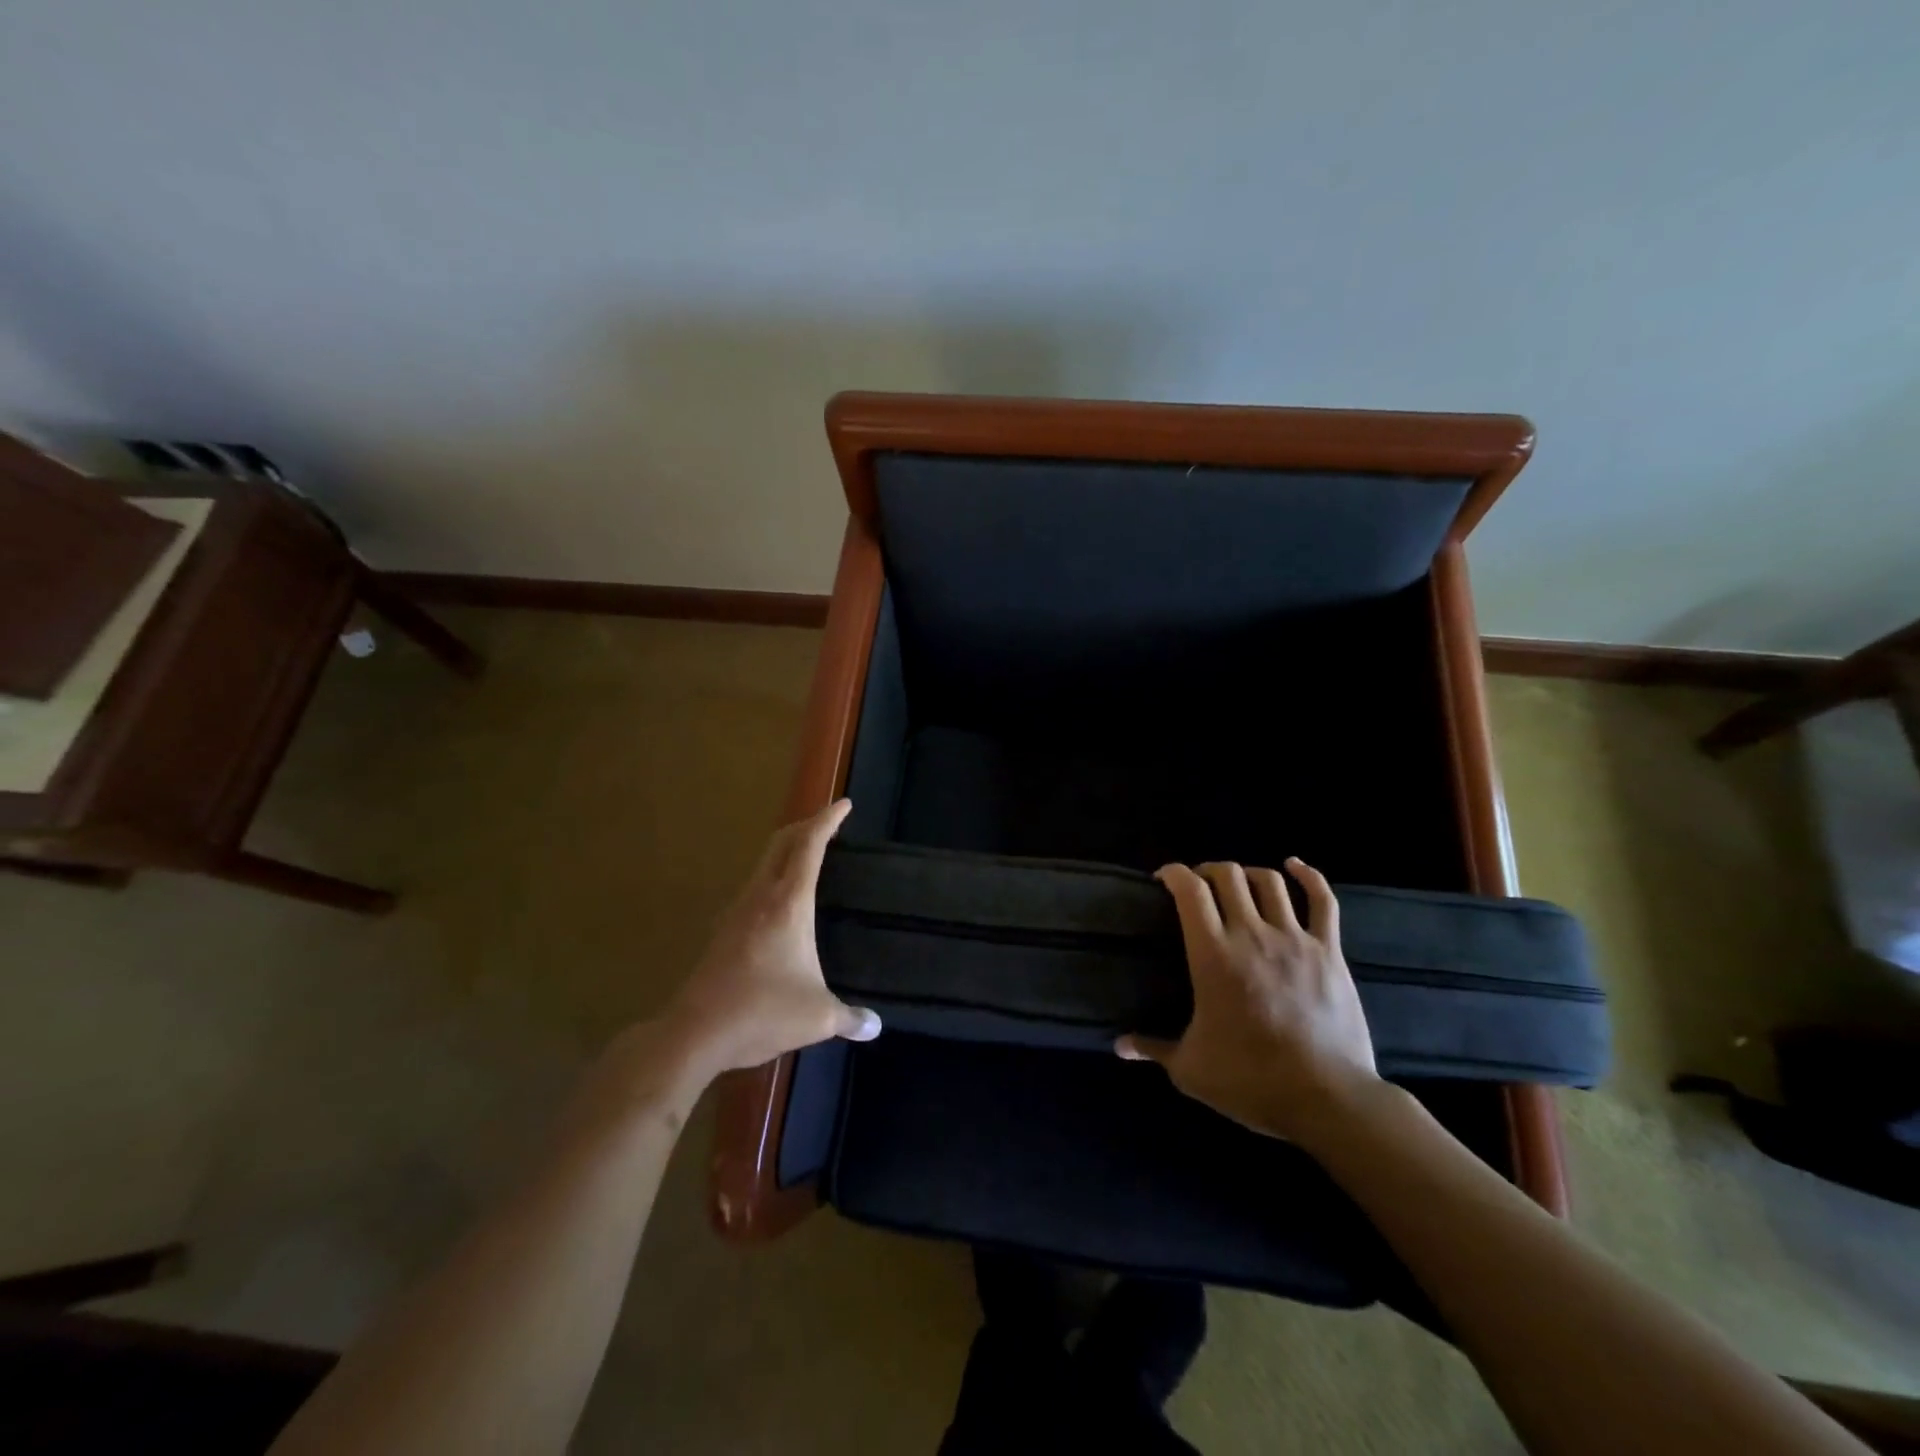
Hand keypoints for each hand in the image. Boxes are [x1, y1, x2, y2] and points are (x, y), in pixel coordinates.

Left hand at [664, 799, 881, 1078]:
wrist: (694, 1032)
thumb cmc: (762, 1012)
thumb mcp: (817, 1017)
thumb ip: (849, 1018)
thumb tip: (875, 1026)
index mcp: (788, 903)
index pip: (810, 846)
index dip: (828, 821)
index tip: (844, 804)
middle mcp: (760, 897)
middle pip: (781, 843)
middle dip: (806, 825)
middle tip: (828, 823)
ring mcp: (737, 912)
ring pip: (763, 863)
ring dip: (787, 850)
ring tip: (808, 858)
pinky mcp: (724, 931)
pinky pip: (754, 886)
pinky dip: (773, 876)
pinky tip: (781, 902)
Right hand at [1116, 859, 1380, 1146]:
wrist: (1326, 1100)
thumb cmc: (1250, 1081)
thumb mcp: (1190, 1068)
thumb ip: (1153, 1048)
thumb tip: (1119, 1045)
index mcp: (1212, 955)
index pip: (1189, 890)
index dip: (1173, 873)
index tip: (1163, 879)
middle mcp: (1251, 934)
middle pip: (1227, 875)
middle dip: (1207, 871)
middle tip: (1198, 887)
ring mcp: (1294, 939)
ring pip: (1269, 881)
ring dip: (1247, 874)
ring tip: (1237, 884)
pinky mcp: (1329, 951)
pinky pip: (1323, 901)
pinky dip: (1309, 876)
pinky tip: (1294, 865)